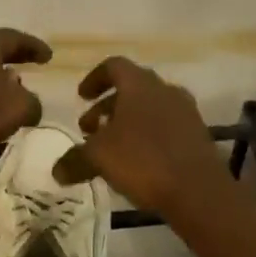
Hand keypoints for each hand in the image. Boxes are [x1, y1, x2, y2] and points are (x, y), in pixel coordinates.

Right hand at [66, 57, 233, 218]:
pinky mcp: (197, 135)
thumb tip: (56, 171)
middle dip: (107, 106)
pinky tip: (139, 161)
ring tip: (113, 147)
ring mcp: (185, 111)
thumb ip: (75, 160)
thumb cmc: (143, 160)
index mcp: (139, 84)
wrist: (199, 190)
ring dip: (128, 121)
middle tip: (90, 129)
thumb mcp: (99, 158)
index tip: (81, 97)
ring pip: (150, 108)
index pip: (113, 66)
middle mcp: (164, 89)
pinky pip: (166, 126)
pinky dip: (148, 135)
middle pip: (131, 88)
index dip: (94, 79)